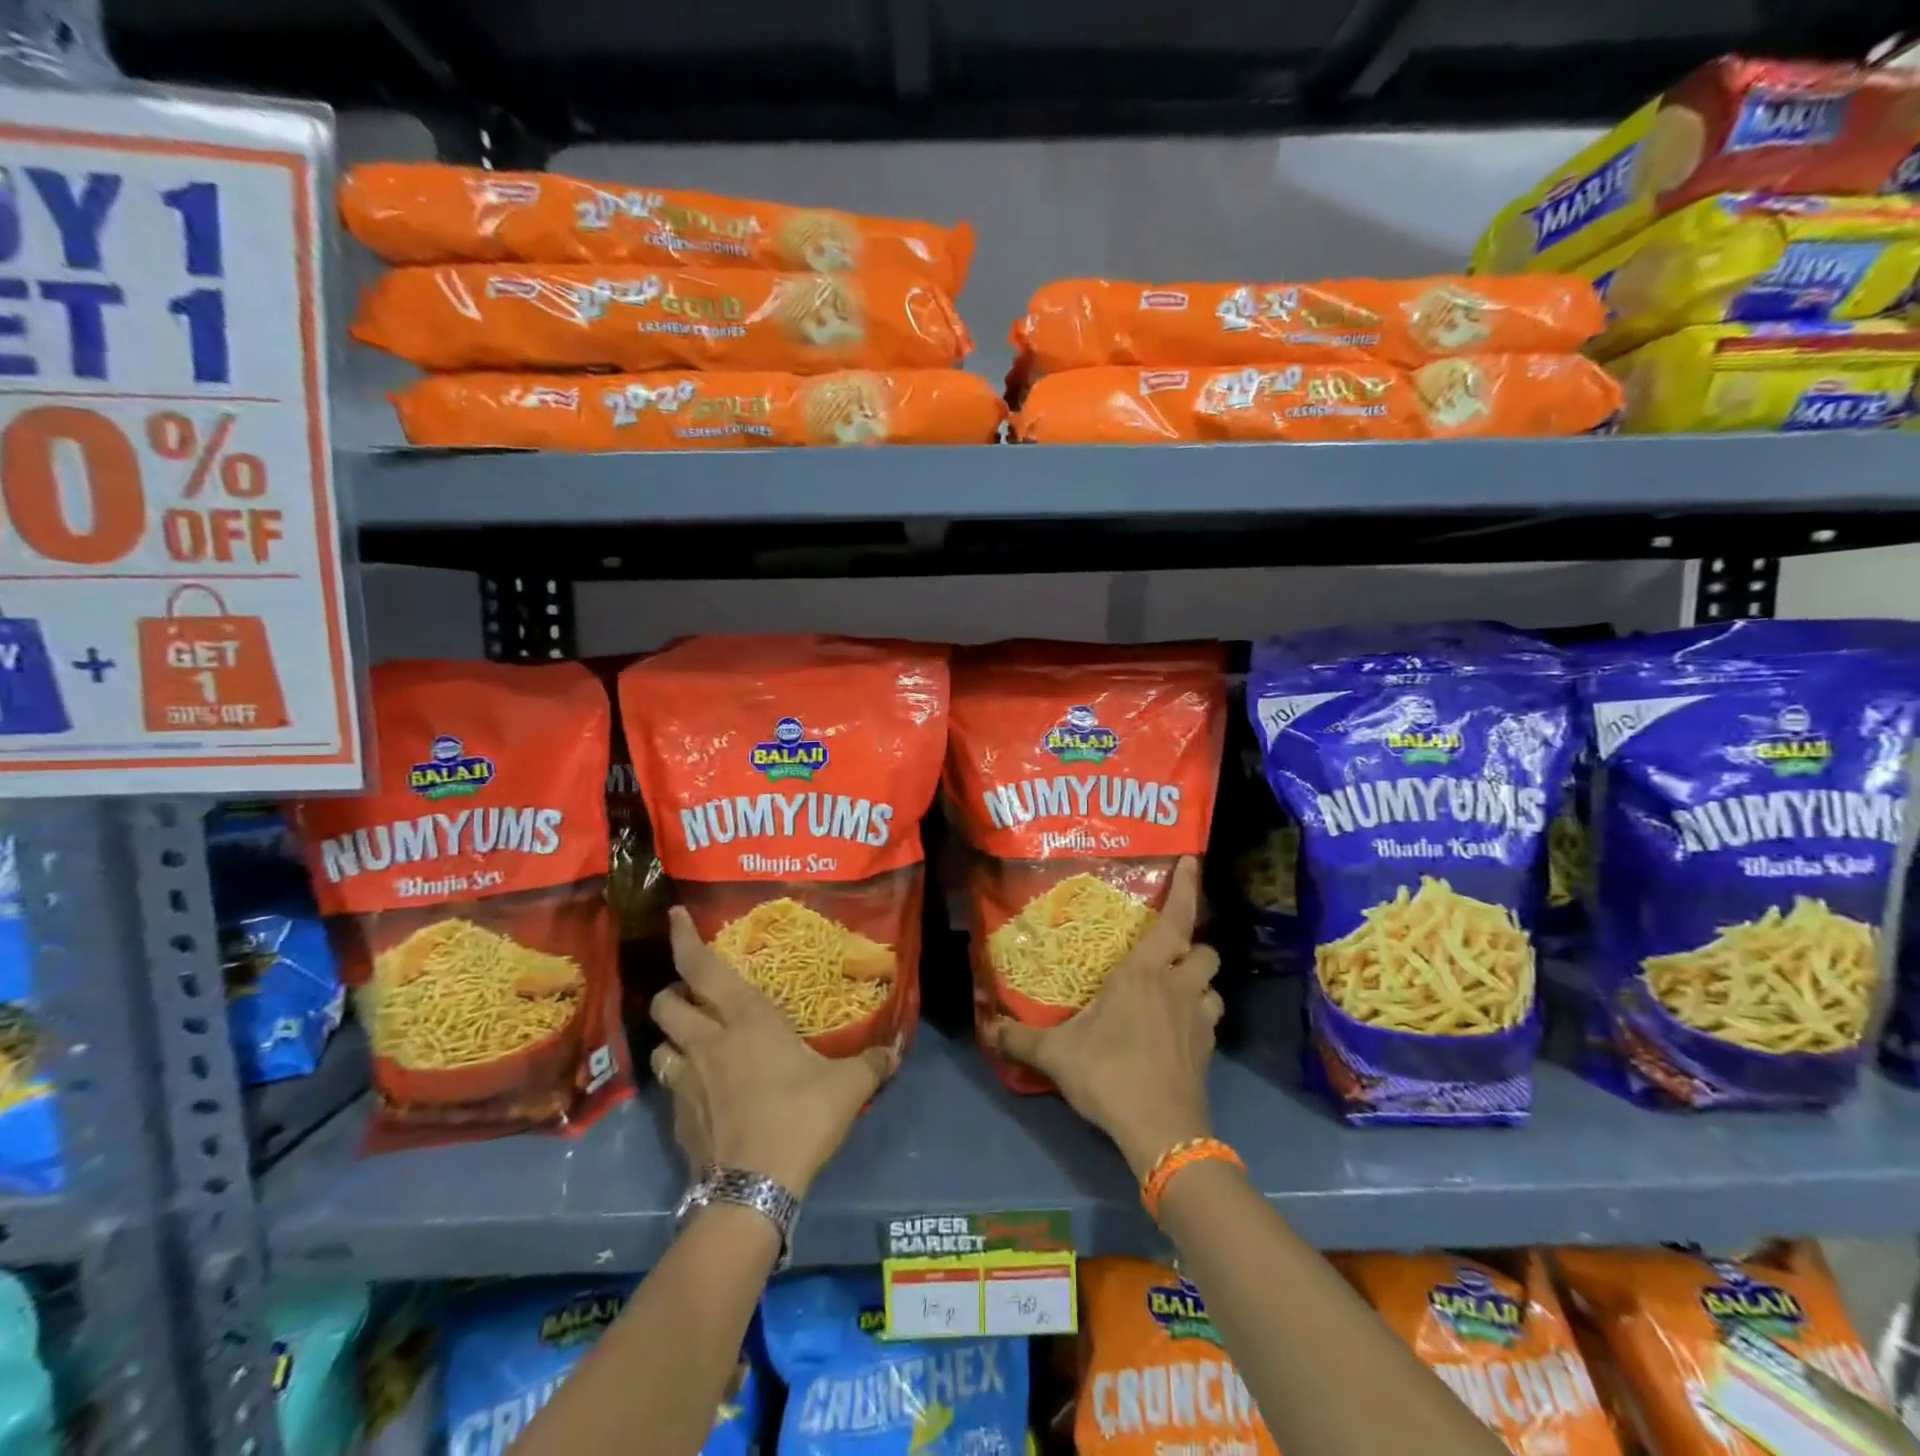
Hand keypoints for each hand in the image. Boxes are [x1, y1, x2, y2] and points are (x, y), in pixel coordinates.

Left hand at [649, 907, 898, 1196]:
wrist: (753, 1190)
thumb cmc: (799, 1117)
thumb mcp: (847, 1087)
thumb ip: (871, 1063)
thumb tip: (895, 1050)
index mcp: (746, 1020)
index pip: (702, 968)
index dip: (683, 938)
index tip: (673, 915)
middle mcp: (708, 1042)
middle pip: (666, 1003)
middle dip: (672, 992)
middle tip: (692, 995)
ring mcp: (686, 1083)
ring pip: (660, 1045)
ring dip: (672, 1038)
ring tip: (693, 1042)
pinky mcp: (677, 1121)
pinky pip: (670, 1088)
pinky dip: (680, 1081)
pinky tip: (702, 1094)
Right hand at [985, 856, 1222, 1179]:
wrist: (1161, 1133)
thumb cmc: (1109, 1074)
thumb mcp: (1056, 1055)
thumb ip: (1019, 1038)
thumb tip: (987, 1027)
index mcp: (1144, 974)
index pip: (1174, 919)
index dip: (1186, 888)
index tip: (1192, 860)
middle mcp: (1177, 988)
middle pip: (1205, 950)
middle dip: (1192, 945)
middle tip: (1166, 952)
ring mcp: (1198, 1021)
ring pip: (1213, 986)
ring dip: (1199, 983)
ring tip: (1175, 990)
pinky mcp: (1208, 1052)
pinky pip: (1210, 1021)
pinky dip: (1198, 1016)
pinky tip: (1177, 1031)